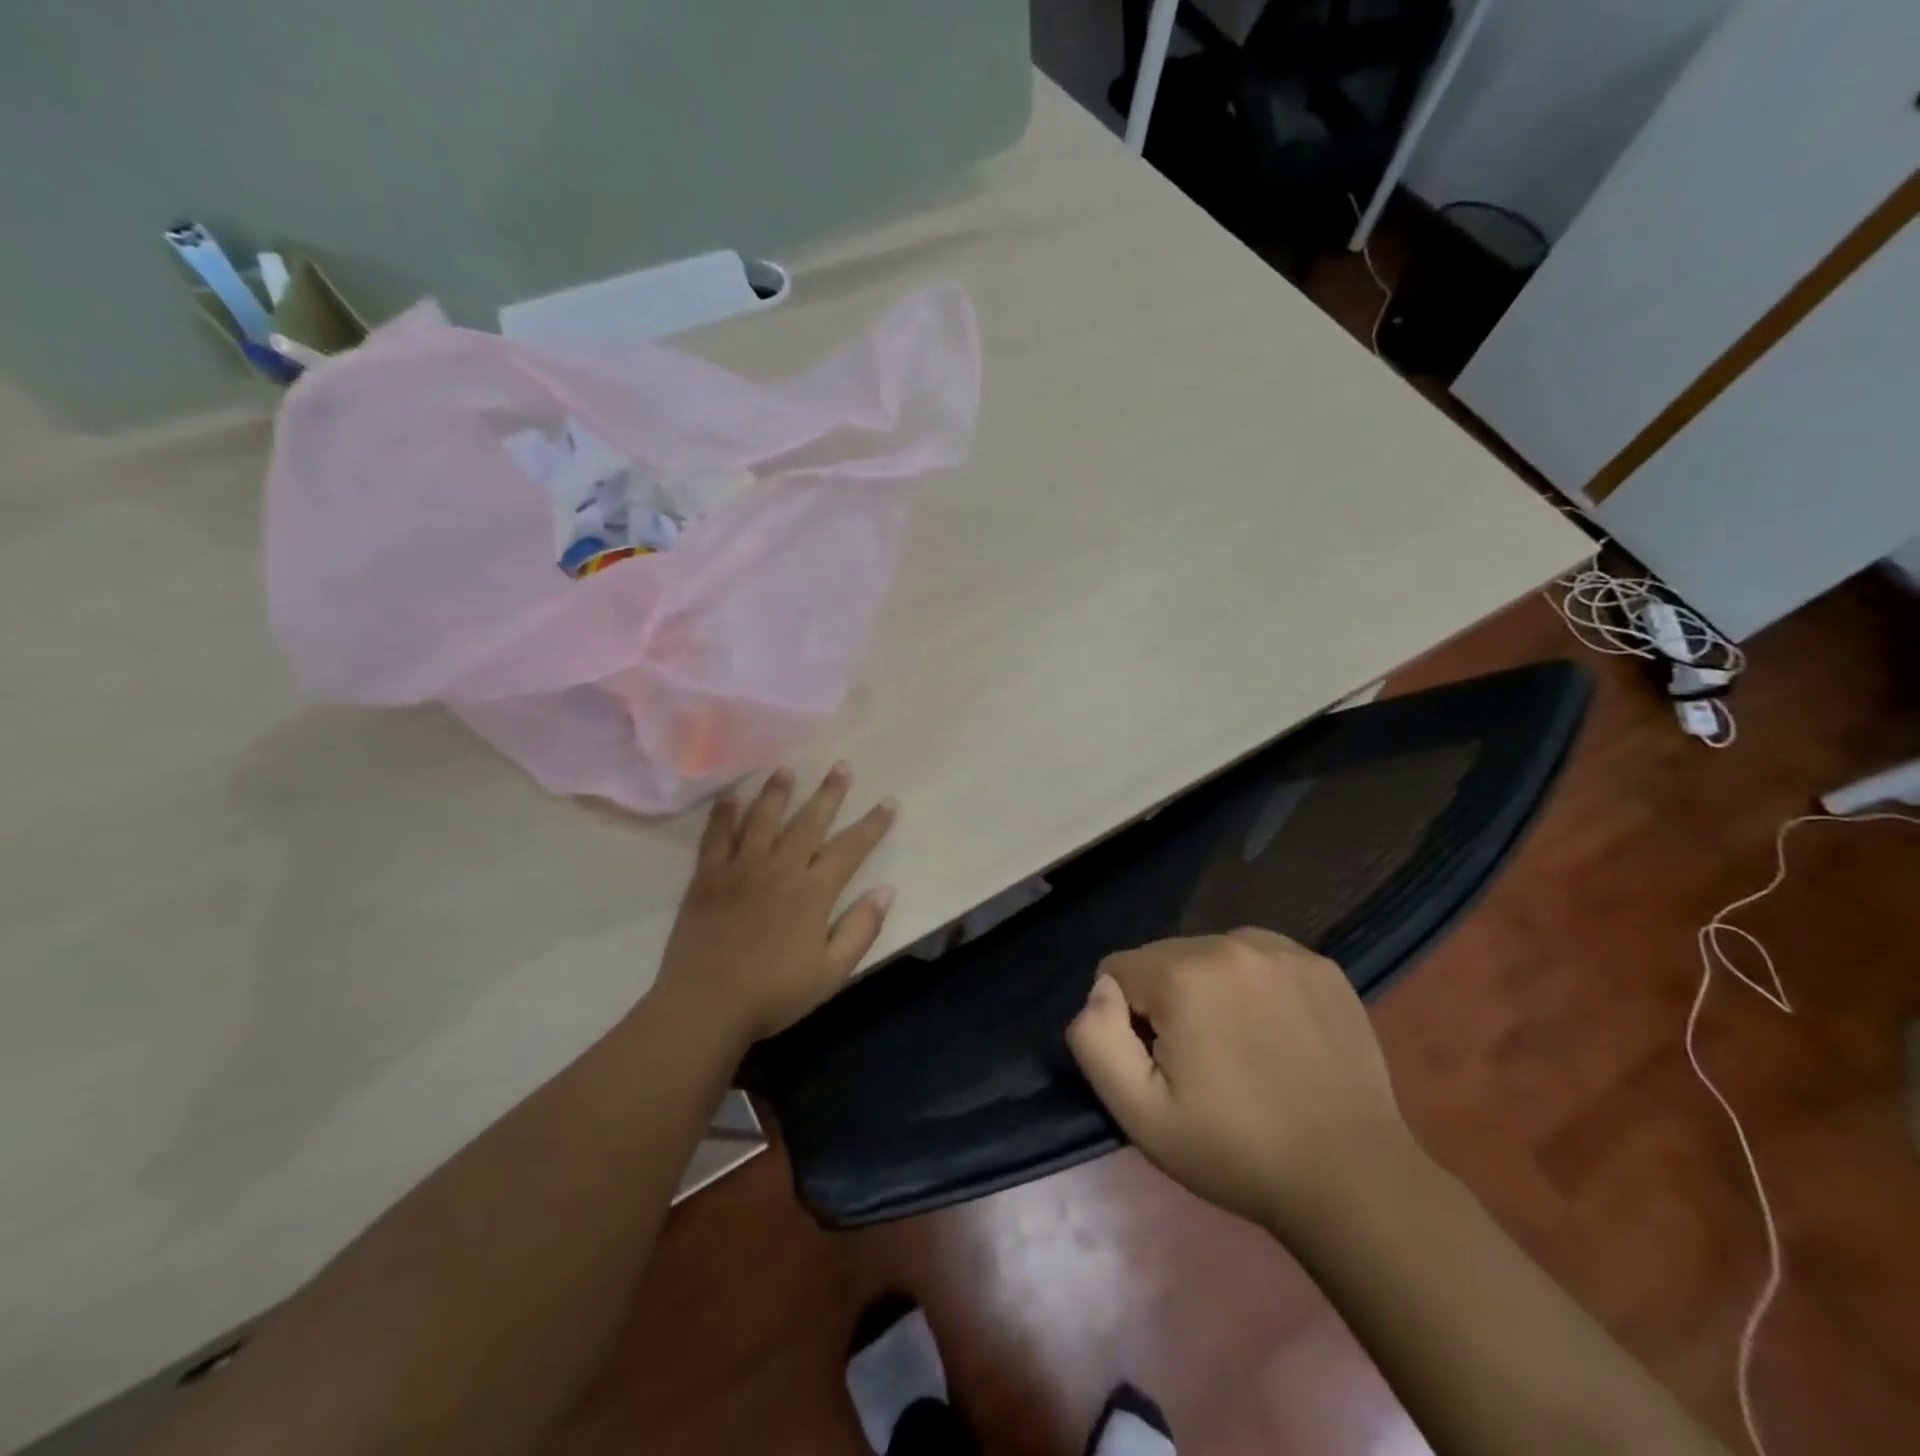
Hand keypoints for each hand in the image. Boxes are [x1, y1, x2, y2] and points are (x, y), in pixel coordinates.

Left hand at [654, 764, 897, 1046]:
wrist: (706, 1006)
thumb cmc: (774, 994)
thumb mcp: (831, 972)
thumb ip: (861, 929)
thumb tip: (886, 889)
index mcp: (812, 892)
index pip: (851, 848)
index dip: (873, 824)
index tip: (889, 801)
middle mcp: (779, 869)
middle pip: (808, 822)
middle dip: (829, 793)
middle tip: (841, 766)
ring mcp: (740, 870)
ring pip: (762, 819)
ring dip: (777, 792)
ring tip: (786, 769)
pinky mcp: (707, 878)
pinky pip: (716, 837)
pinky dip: (724, 815)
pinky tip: (730, 797)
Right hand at [1066, 928, 1414, 1232]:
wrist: (1353, 1180)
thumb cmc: (1234, 1151)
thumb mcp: (1140, 1113)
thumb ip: (1095, 1039)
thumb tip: (1101, 992)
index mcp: (1183, 972)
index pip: (1117, 970)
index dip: (1127, 1022)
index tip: (1161, 1066)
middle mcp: (1231, 942)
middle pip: (1164, 958)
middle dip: (1166, 1001)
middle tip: (1201, 1065)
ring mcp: (1284, 950)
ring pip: (1210, 955)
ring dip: (1208, 991)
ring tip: (1240, 1051)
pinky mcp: (1323, 966)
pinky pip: (1260, 961)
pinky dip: (1254, 989)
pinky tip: (1278, 1037)